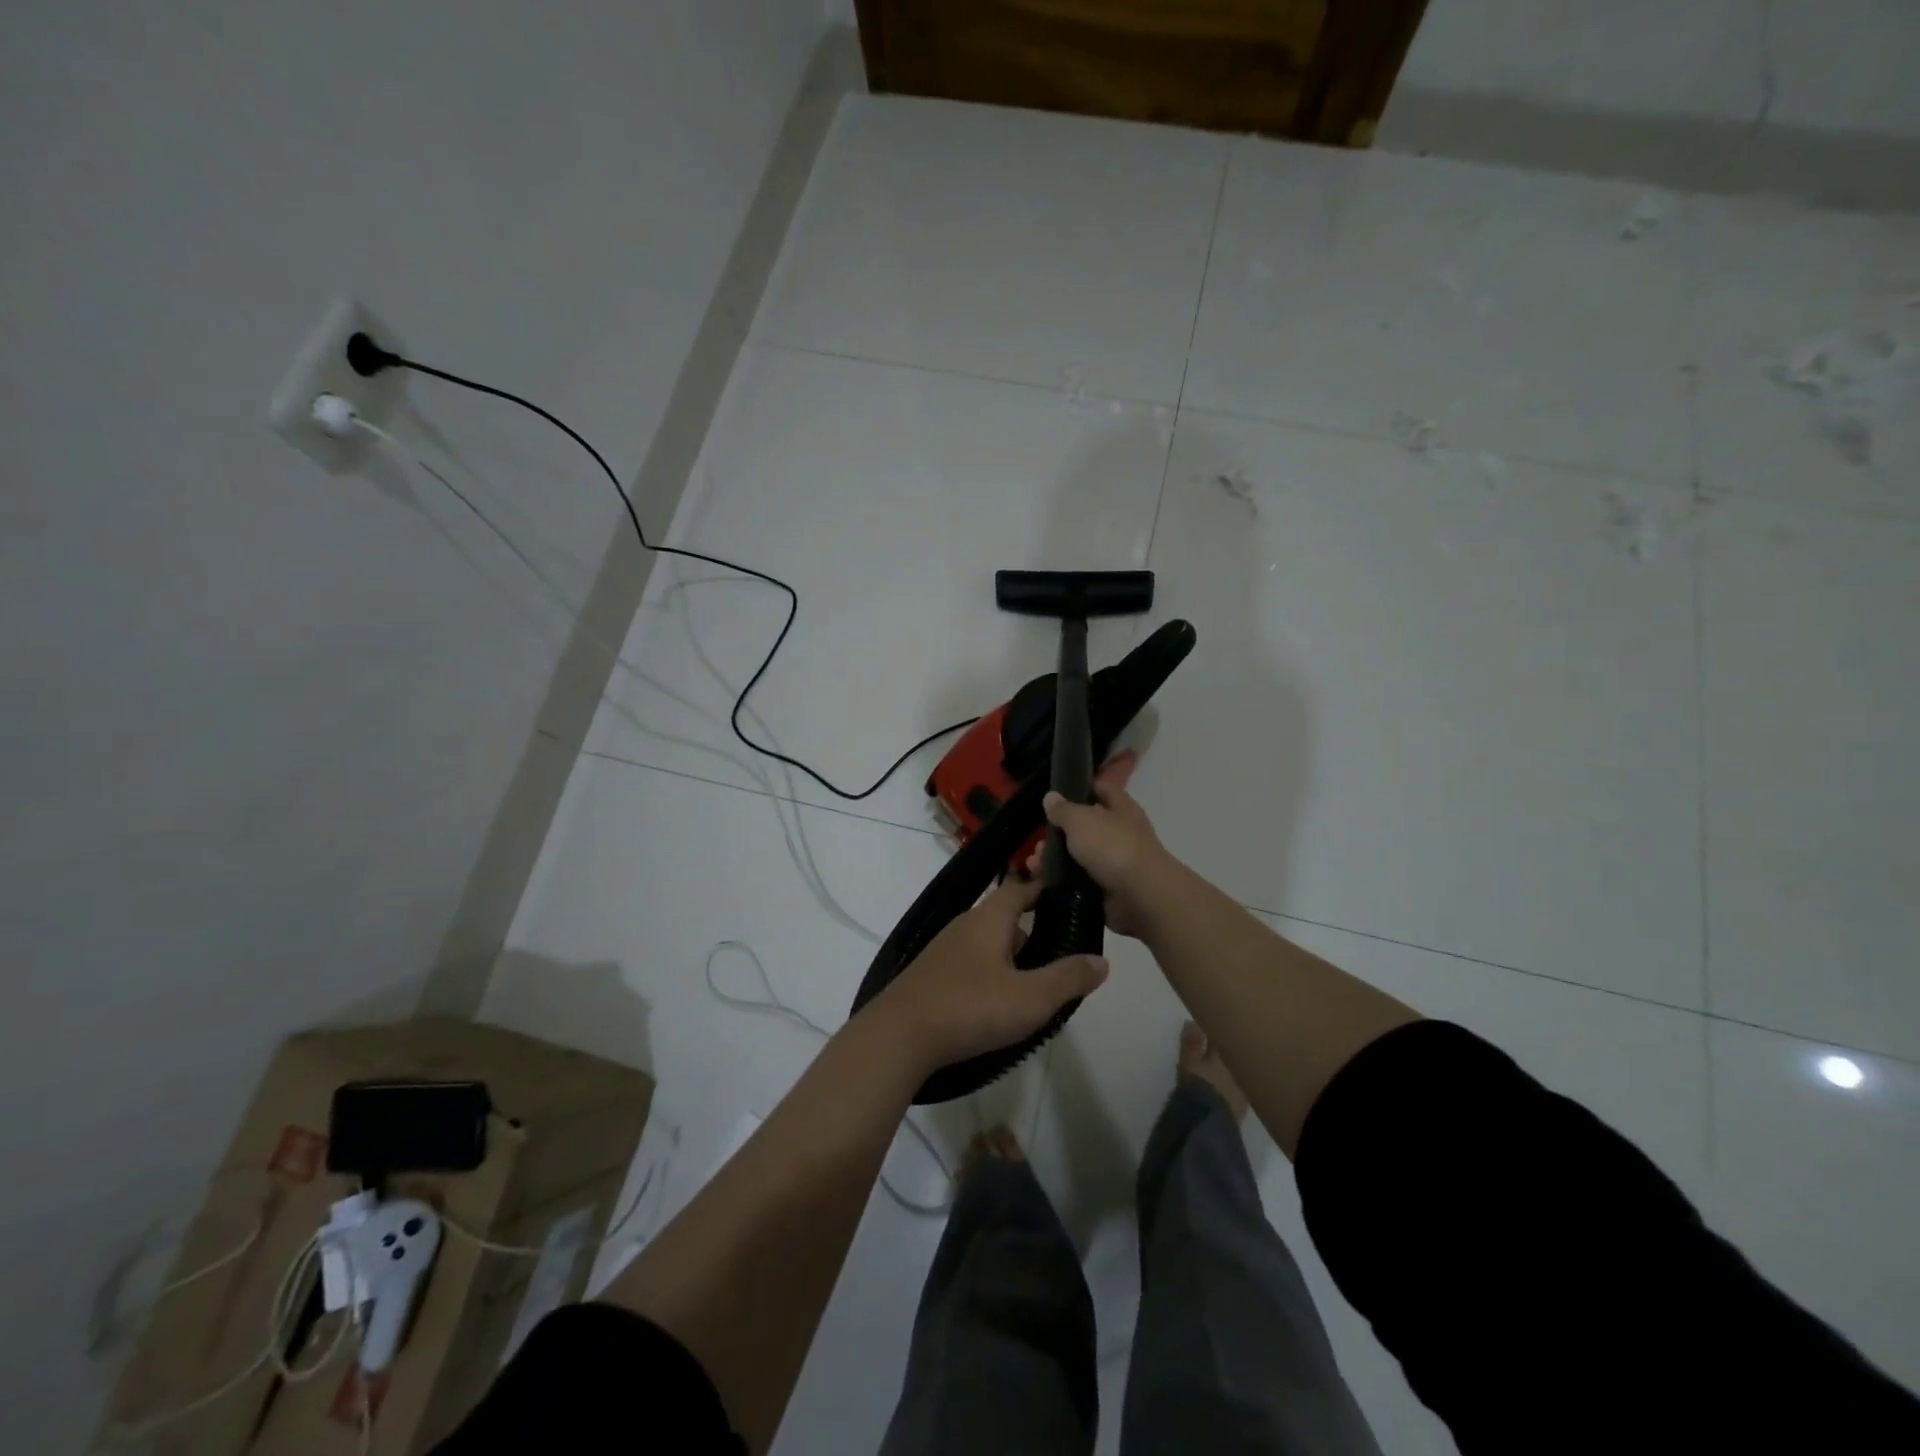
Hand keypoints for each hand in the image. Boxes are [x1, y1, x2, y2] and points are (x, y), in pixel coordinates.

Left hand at [871, 876, 1108, 1073]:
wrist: (899, 1036)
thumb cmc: (970, 1007)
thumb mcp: (1030, 997)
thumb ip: (1067, 978)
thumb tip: (1103, 961)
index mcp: (988, 919)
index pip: (1018, 889)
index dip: (1041, 890)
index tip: (1066, 900)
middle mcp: (964, 926)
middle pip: (1002, 917)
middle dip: (1030, 930)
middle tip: (1059, 953)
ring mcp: (943, 951)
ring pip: (985, 943)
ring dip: (1009, 956)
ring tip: (1034, 983)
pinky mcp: (931, 976)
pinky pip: (969, 964)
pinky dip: (989, 973)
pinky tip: (997, 1002)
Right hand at [1034, 750, 1173, 937]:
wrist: (1141, 897)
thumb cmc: (1112, 847)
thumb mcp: (1080, 820)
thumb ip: (1063, 809)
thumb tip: (1051, 797)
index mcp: (1122, 809)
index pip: (1102, 790)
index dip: (1082, 789)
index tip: (1057, 795)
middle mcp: (1122, 833)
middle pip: (1087, 827)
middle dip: (1060, 833)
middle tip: (1039, 841)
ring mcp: (1116, 864)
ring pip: (1080, 857)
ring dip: (1056, 859)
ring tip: (1034, 863)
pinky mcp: (1109, 890)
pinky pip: (1080, 882)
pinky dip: (1062, 882)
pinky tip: (1043, 881)